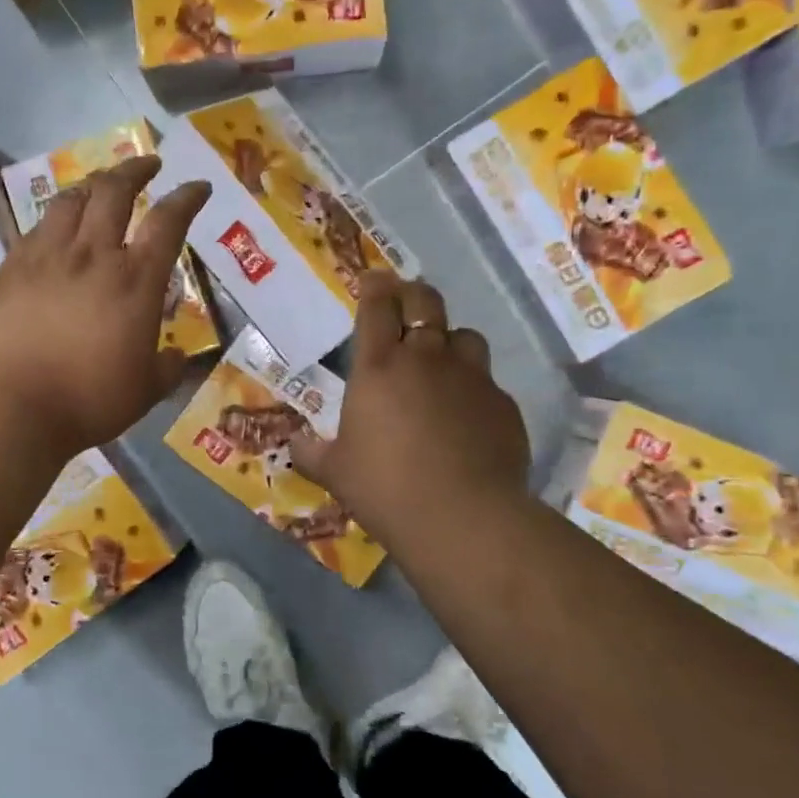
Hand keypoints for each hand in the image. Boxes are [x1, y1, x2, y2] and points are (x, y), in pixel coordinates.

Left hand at [0, 155, 209, 455]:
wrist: (15, 405)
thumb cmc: (90, 401)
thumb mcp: (145, 390)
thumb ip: (166, 368)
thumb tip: (176, 357)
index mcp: (135, 281)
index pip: (168, 222)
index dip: (187, 197)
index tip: (198, 186)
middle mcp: (93, 255)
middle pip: (115, 191)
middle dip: (136, 169)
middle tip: (148, 164)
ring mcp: (47, 257)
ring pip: (71, 200)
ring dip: (92, 185)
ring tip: (100, 186)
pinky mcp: (11, 269)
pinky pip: (36, 229)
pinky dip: (54, 219)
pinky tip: (56, 227)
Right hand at [293, 273, 531, 544]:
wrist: (462, 517)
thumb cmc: (385, 488)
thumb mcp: (335, 472)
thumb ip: (311, 453)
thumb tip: (295, 445)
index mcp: (379, 367)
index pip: (378, 306)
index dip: (375, 287)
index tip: (372, 280)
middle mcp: (427, 359)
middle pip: (426, 303)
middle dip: (413, 294)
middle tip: (405, 300)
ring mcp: (472, 378)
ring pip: (465, 336)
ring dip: (449, 340)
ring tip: (441, 359)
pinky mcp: (503, 404)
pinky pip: (487, 382)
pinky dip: (473, 387)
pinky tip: (466, 415)